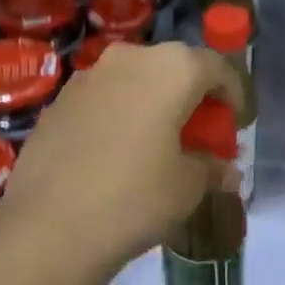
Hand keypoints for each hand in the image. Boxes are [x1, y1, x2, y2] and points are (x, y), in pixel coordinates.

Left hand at [0, 41, 241, 281]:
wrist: (49, 226)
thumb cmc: (135, 197)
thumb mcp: (188, 187)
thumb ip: (211, 168)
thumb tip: (226, 170)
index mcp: (171, 68)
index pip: (216, 67)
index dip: (233, 94)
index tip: (236, 123)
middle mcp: (129, 58)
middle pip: (173, 67)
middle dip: (191, 96)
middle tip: (199, 133)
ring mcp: (87, 77)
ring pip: (134, 80)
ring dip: (153, 103)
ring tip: (158, 143)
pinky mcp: (58, 102)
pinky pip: (103, 99)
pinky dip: (119, 116)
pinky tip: (117, 153)